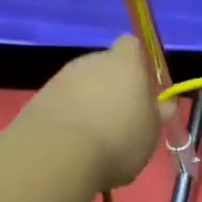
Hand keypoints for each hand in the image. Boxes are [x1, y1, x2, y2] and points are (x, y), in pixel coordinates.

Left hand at [28, 36, 164, 188]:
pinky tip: (71, 145)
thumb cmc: (117, 139)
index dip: (138, 63)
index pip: (131, 45)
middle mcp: (91, 62)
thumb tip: (164, 104)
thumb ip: (156, 114)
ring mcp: (61, 79)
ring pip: (81, 86)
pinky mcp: (37, 100)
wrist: (54, 156)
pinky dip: (67, 117)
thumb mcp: (151, 133)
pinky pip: (61, 104)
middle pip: (105, 66)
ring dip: (88, 103)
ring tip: (94, 138)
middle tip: (121, 119)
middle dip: (112, 87)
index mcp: (124, 63)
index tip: (143, 88)